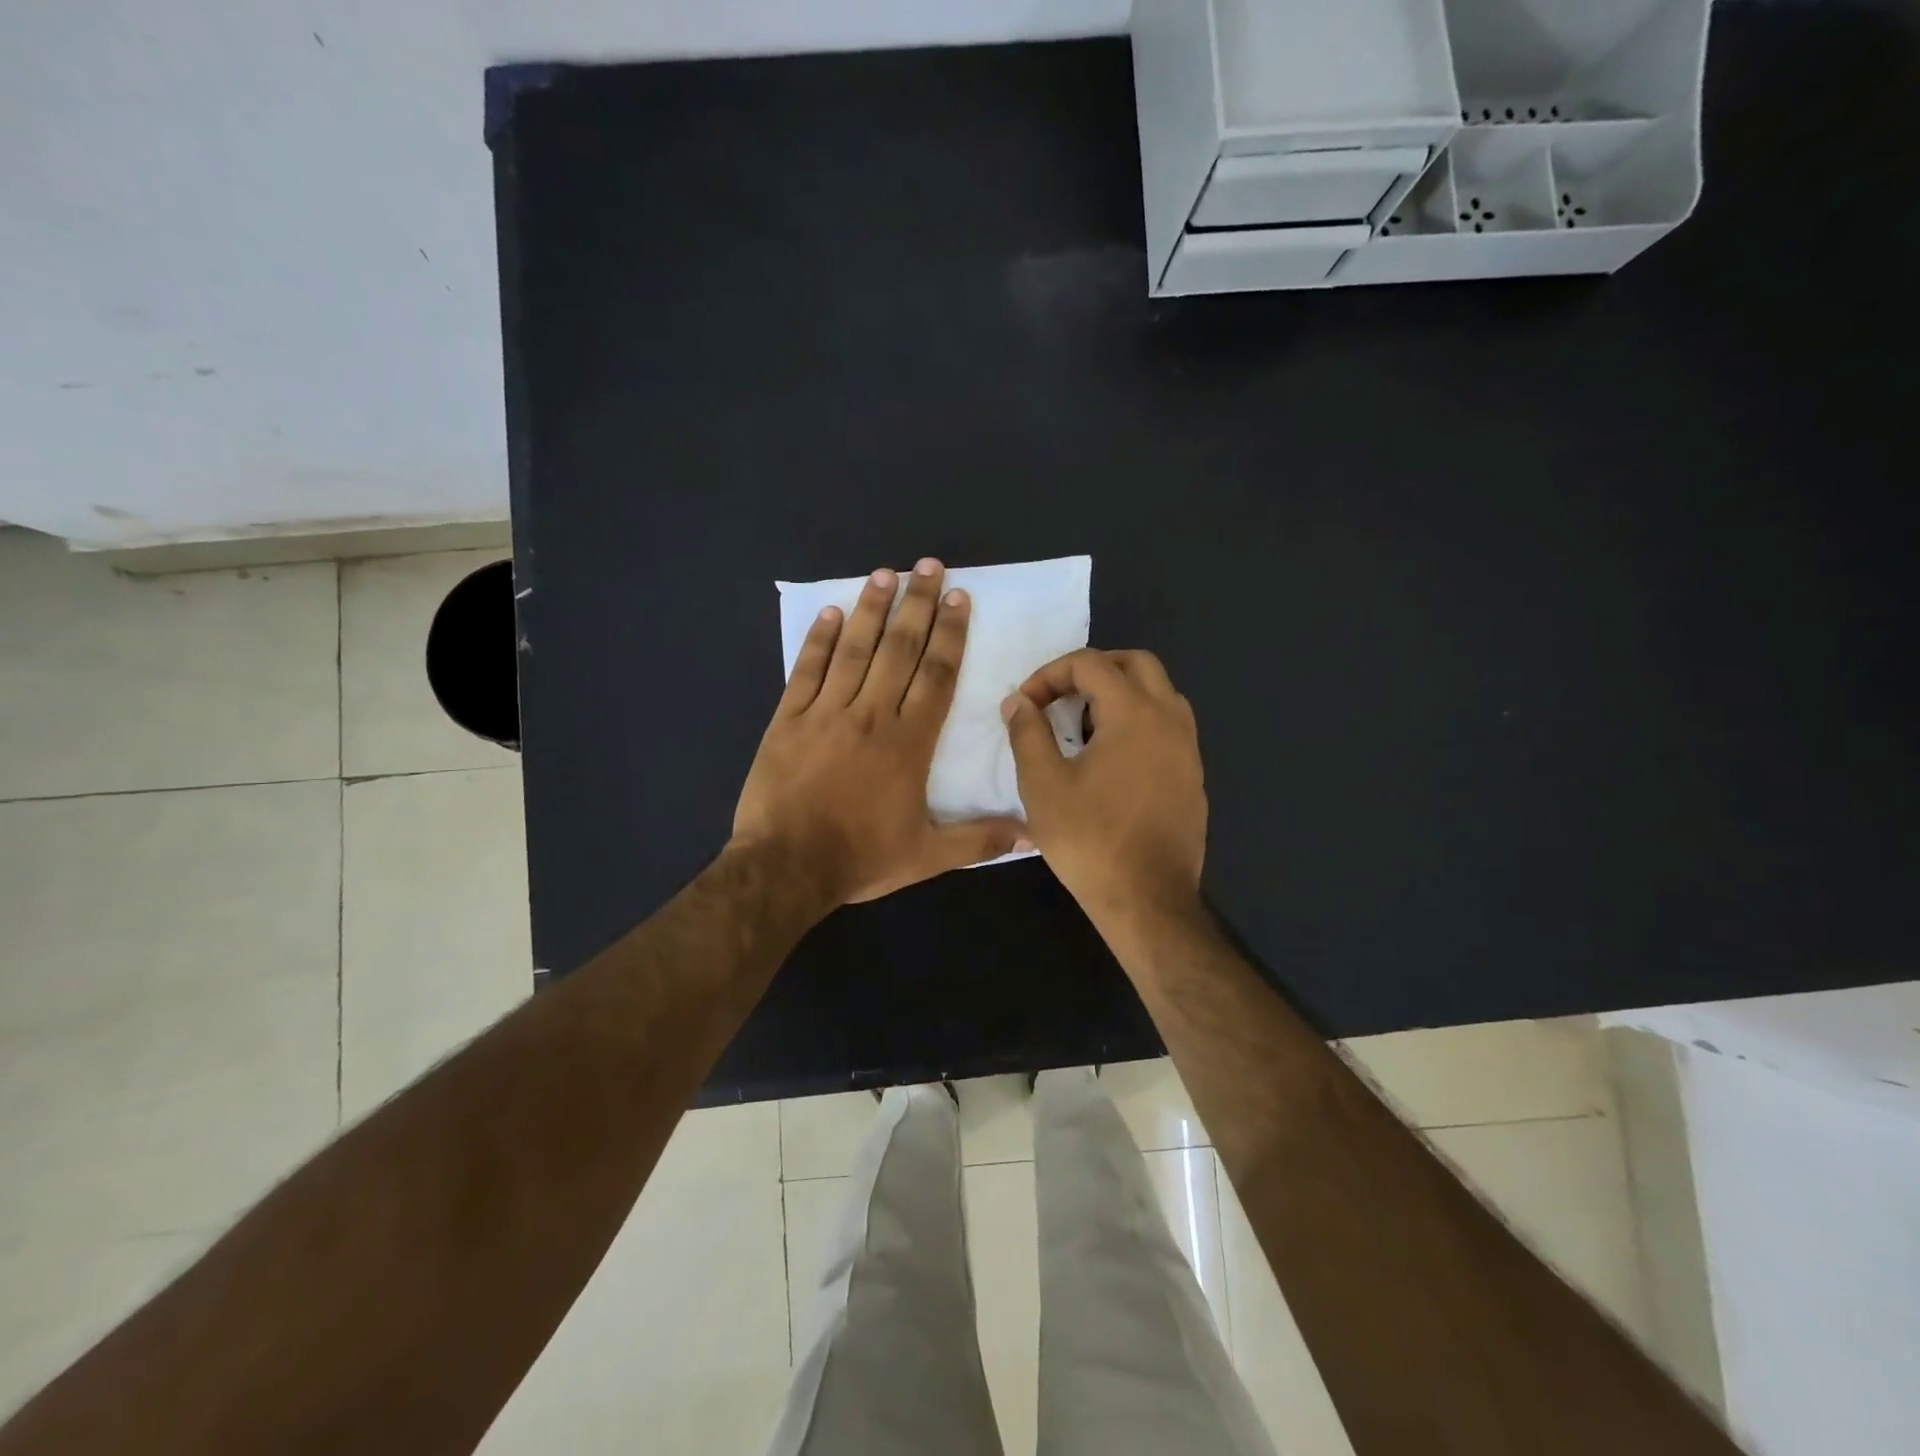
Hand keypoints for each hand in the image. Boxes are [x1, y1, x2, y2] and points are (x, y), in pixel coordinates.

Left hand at [734, 559, 1023, 906]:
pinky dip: (819, 639)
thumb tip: (1036, 833)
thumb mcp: (928, 856)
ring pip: (854, 649)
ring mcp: (826, 712)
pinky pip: (807, 669)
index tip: (959, 598)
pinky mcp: (789, 719)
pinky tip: (831, 612)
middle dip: (918, 604)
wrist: (786, 867)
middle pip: (900, 648)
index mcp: (909, 741)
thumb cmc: (860, 857)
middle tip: (929, 566)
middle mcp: (871, 714)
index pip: (937, 674)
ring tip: (885, 573)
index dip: (951, 634)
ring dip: (872, 608)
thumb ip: (981, 839)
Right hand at [1002, 649, 1206, 920]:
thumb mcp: (1043, 784)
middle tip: (1059, 697)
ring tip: (1083, 725)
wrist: (1148, 899)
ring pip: (1159, 693)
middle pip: (1136, 663)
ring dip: (1120, 694)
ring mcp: (1188, 748)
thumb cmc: (1090, 839)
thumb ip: (1027, 733)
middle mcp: (1170, 719)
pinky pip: (1167, 726)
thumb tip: (1018, 702)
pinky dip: (1138, 722)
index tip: (1026, 705)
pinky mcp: (1193, 776)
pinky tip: (1111, 760)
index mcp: (1135, 713)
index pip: (1090, 663)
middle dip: (1092, 670)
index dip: (1050, 674)